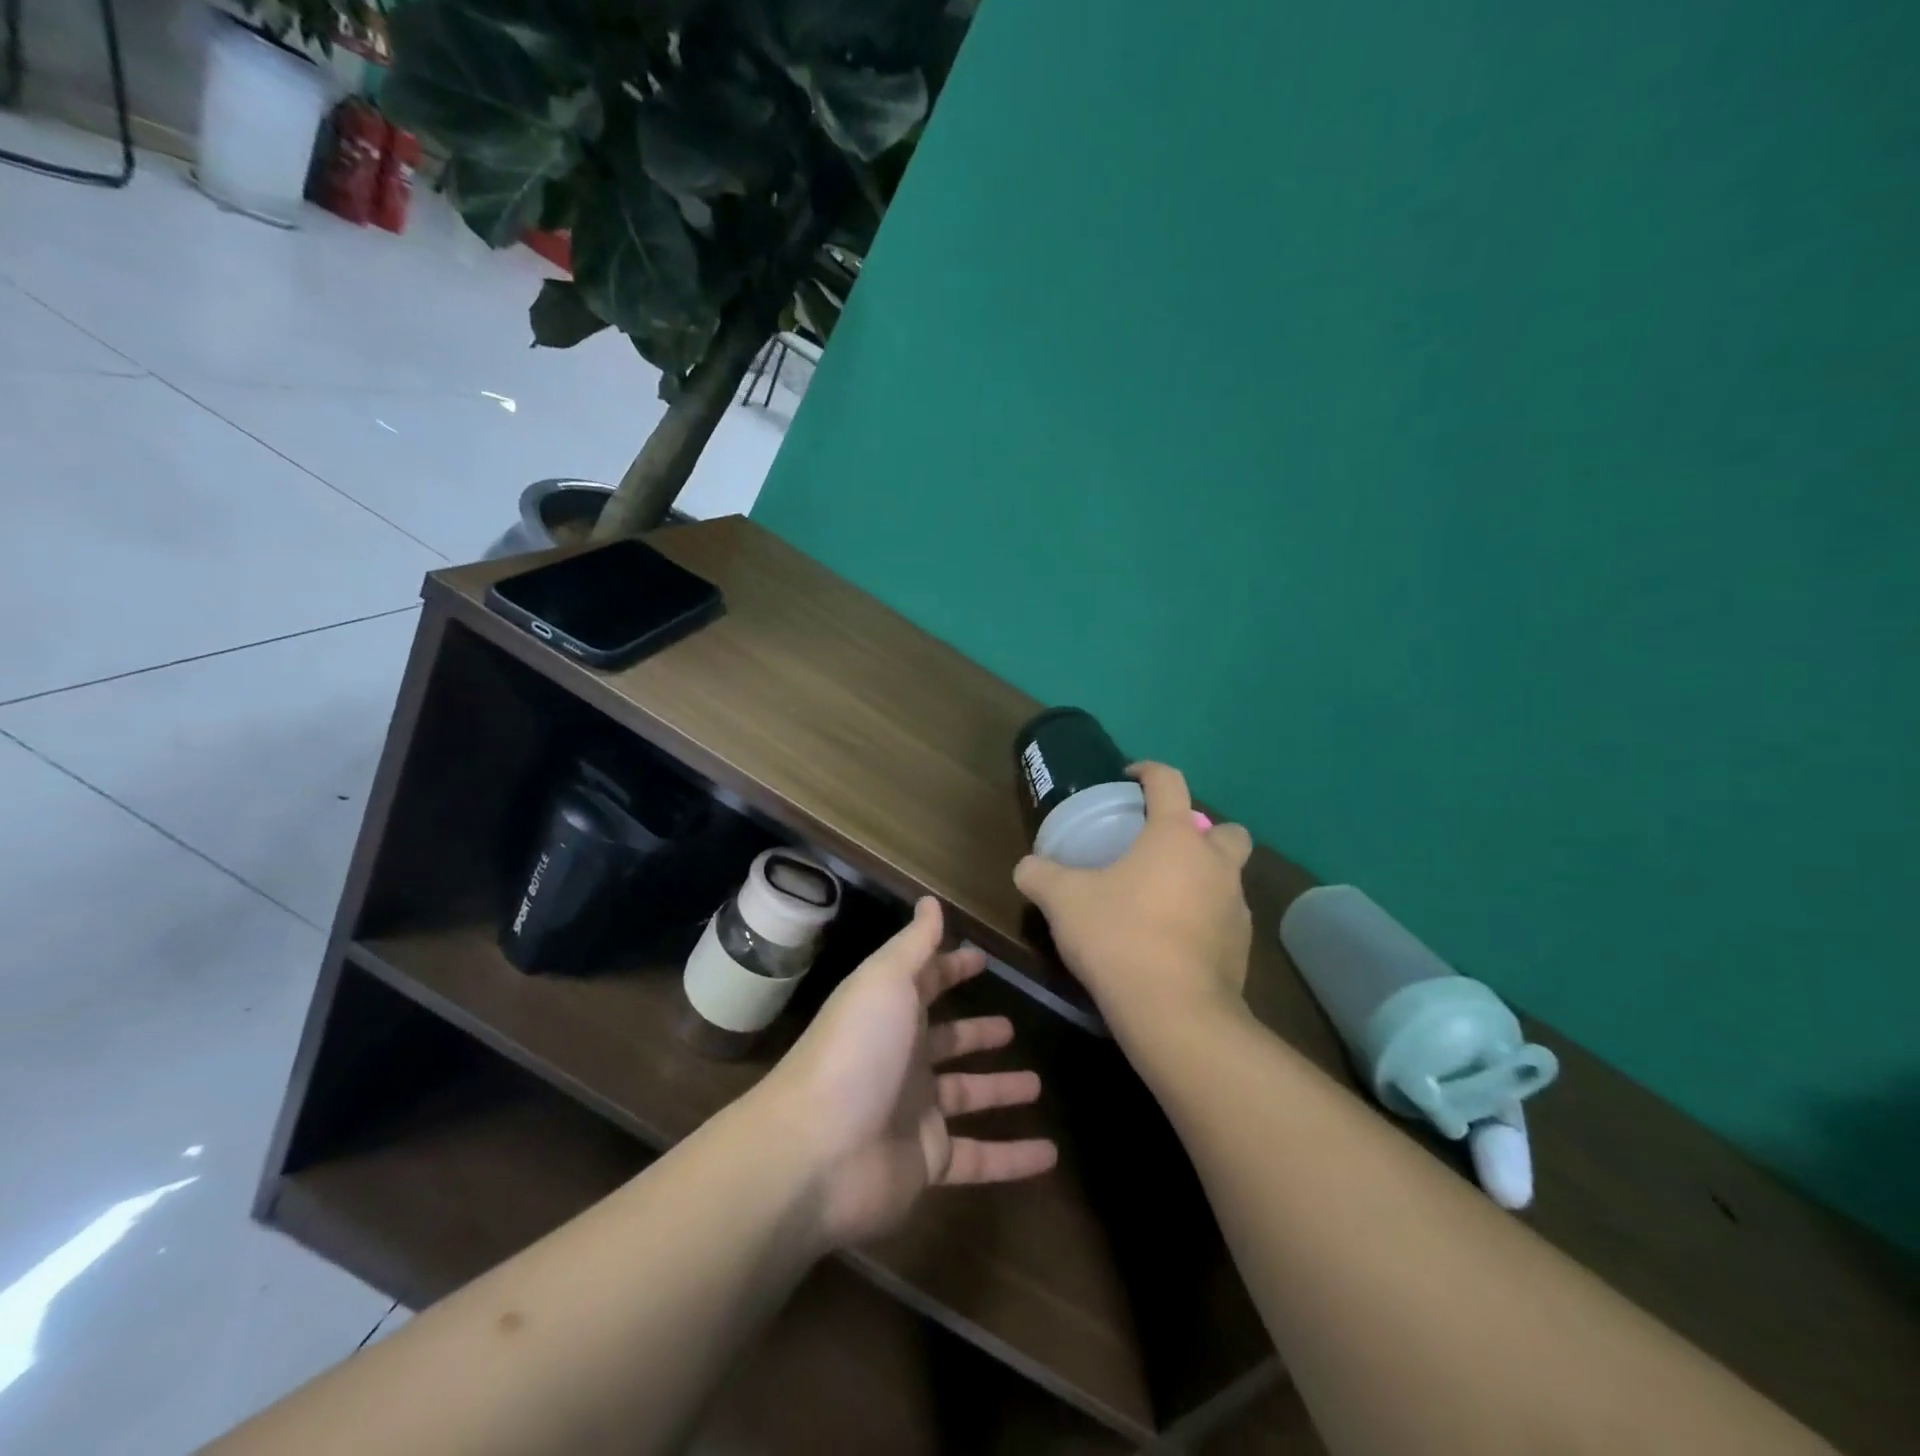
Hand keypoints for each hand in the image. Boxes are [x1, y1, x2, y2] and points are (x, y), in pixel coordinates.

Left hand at [758, 897, 1057, 1249]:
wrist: (814, 1152)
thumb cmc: (856, 1051)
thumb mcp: (885, 981)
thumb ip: (914, 944)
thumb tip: (930, 900)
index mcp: (891, 1013)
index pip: (927, 983)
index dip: (953, 969)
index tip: (983, 960)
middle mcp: (902, 1059)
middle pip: (947, 1041)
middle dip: (977, 1033)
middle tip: (1011, 1028)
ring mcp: (914, 1112)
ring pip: (967, 1096)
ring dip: (1000, 1090)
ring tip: (1038, 1085)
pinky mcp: (928, 1162)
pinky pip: (980, 1158)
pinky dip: (1013, 1159)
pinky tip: (1049, 1155)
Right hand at [1014, 762, 1254, 1035]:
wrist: (1175, 1014)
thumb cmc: (1119, 937)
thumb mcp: (1064, 902)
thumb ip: (1040, 876)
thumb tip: (1026, 867)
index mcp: (1176, 837)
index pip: (1169, 782)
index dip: (1149, 771)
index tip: (1130, 778)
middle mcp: (1216, 864)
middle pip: (1225, 830)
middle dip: (1200, 831)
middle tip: (1162, 850)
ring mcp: (1236, 907)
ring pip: (1229, 876)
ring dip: (1204, 877)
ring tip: (1163, 899)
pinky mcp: (1242, 948)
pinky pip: (1226, 917)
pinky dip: (1206, 918)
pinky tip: (1174, 940)